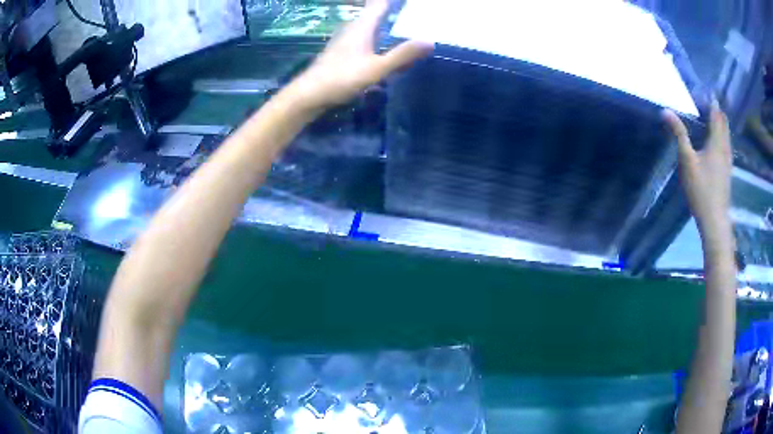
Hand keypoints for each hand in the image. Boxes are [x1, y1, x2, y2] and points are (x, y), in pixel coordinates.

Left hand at [286, 0, 433, 112]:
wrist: (309, 94)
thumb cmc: (342, 78)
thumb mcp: (377, 68)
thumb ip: (402, 55)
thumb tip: (430, 40)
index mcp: (362, 26)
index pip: (380, 4)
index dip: (394, 2)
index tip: (410, 4)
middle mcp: (353, 28)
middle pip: (375, 13)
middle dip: (391, 11)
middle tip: (413, 15)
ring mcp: (345, 40)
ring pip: (369, 26)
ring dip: (384, 25)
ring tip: (403, 27)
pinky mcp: (341, 52)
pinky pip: (364, 39)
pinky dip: (377, 38)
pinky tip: (383, 49)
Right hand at [663, 101, 731, 239]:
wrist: (715, 220)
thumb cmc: (701, 189)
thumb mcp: (687, 161)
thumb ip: (679, 134)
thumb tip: (666, 111)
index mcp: (716, 142)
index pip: (716, 115)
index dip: (711, 102)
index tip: (707, 92)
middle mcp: (725, 148)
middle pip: (724, 123)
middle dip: (718, 111)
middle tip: (710, 102)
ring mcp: (728, 161)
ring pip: (727, 135)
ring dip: (722, 123)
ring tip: (714, 117)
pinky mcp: (727, 171)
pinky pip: (727, 146)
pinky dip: (723, 136)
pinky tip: (719, 141)